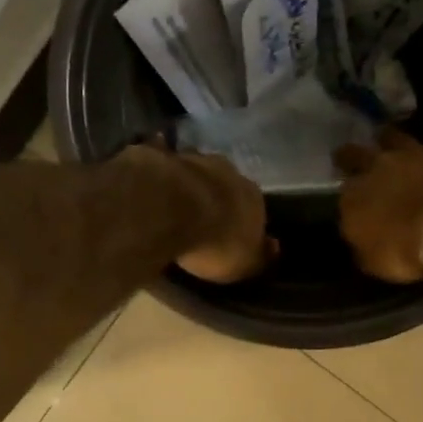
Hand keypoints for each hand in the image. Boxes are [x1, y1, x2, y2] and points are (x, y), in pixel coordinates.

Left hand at [123, 145, 273, 283]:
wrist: (172, 208)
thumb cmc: (215, 242)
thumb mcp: (244, 263)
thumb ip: (259, 255)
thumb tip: (273, 247)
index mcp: (253, 196)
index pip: (254, 209)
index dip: (242, 223)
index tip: (229, 236)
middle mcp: (229, 172)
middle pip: (225, 186)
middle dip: (215, 200)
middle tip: (200, 220)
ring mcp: (193, 160)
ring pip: (195, 173)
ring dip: (188, 187)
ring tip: (173, 206)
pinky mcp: (160, 158)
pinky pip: (162, 166)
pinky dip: (159, 175)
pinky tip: (149, 186)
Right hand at [333, 92, 422, 281]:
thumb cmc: (407, 251)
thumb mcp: (374, 261)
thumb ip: (364, 244)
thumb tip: (359, 237)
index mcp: (355, 198)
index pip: (344, 195)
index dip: (347, 198)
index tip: (349, 201)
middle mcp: (378, 168)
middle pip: (357, 156)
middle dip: (350, 156)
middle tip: (346, 154)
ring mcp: (415, 153)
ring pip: (396, 137)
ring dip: (390, 136)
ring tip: (384, 131)